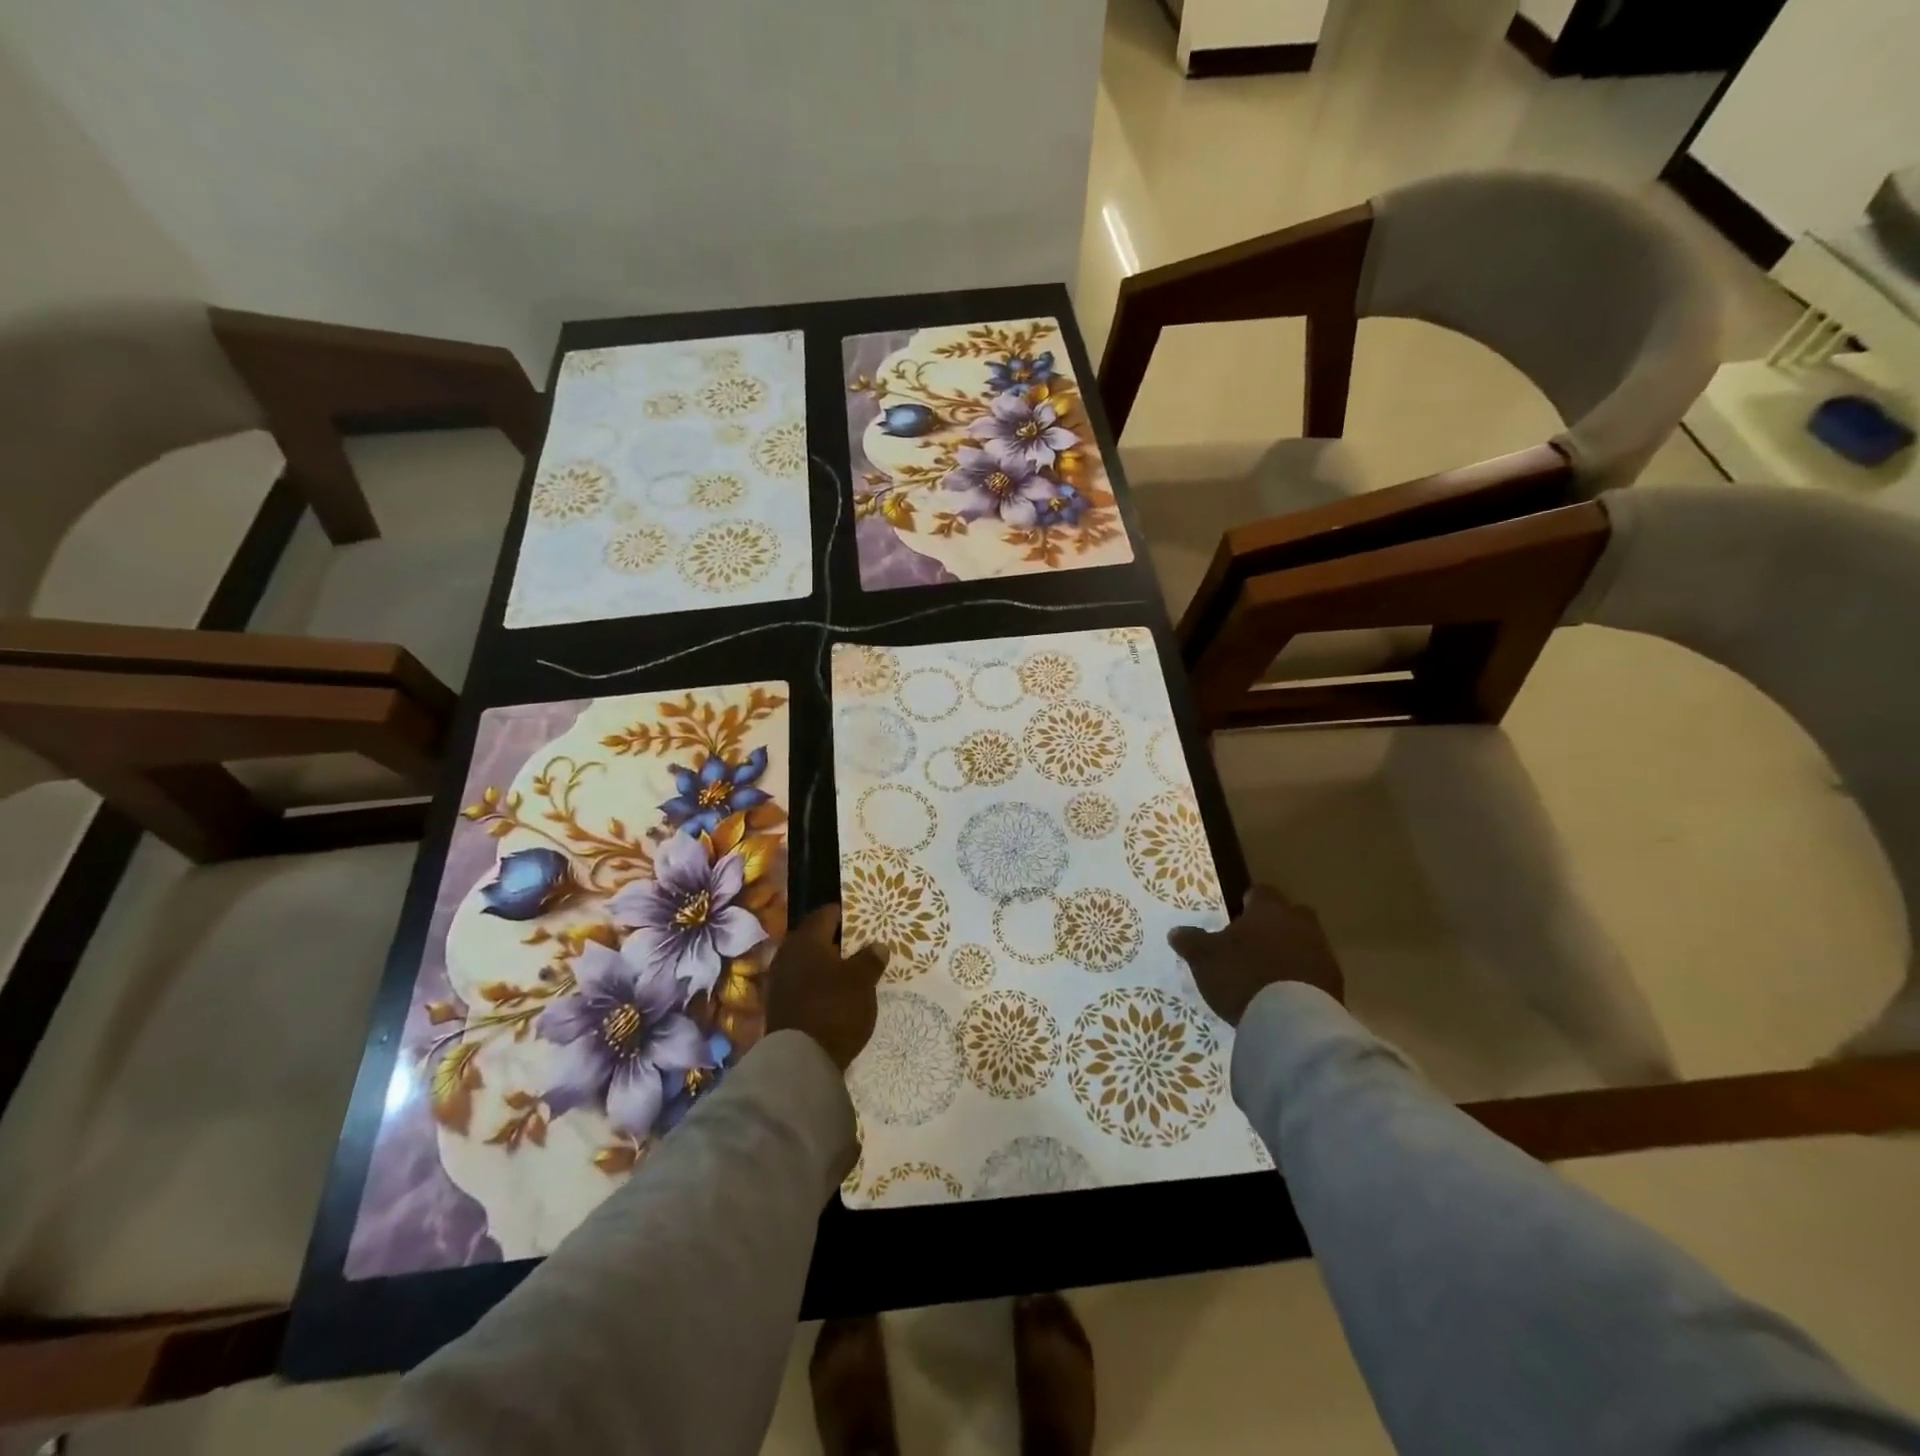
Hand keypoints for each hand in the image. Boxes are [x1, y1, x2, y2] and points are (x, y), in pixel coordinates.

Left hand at [765, 904, 888, 1071]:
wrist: (800, 1061)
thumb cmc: (834, 1009)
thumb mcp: (862, 981)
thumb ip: (870, 959)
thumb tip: (877, 945)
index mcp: (806, 940)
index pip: (826, 914)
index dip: (846, 914)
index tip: (865, 919)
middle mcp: (788, 954)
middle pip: (815, 938)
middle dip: (837, 940)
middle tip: (862, 945)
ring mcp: (780, 981)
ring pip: (808, 962)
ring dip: (827, 964)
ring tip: (852, 971)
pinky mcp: (779, 1005)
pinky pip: (803, 983)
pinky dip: (819, 984)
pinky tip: (836, 993)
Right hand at [1167, 884, 1343, 1026]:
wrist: (1291, 1021)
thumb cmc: (1242, 976)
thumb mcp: (1204, 959)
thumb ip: (1191, 941)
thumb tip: (1176, 931)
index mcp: (1268, 910)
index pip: (1260, 892)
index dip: (1248, 901)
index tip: (1238, 914)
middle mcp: (1299, 923)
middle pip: (1289, 915)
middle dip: (1275, 925)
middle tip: (1255, 943)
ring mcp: (1322, 953)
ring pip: (1305, 942)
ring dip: (1291, 951)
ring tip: (1269, 972)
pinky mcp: (1335, 984)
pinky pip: (1315, 971)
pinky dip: (1303, 977)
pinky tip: (1286, 994)